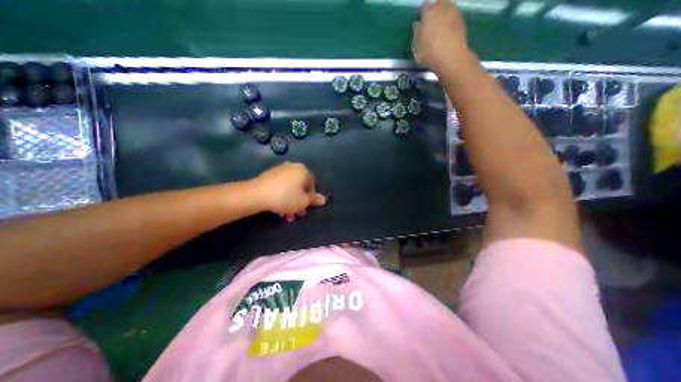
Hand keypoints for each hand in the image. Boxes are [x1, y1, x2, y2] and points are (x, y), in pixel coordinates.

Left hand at [250, 160, 326, 220]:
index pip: (313, 184)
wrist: (257, 194)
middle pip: (301, 187)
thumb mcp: (303, 202)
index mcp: (303, 171)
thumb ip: (314, 200)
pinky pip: (281, 186)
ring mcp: (280, 169)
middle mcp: (293, 167)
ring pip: (290, 188)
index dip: (311, 197)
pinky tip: (278, 207)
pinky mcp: (270, 174)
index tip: (307, 207)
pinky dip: (282, 196)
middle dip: (300, 202)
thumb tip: (323, 199)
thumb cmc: (285, 197)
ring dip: (291, 202)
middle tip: (297, 214)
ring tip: (287, 215)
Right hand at [412, 0, 470, 71]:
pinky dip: (451, 22)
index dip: (422, 14)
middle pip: (438, 2)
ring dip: (444, 14)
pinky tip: (448, 33)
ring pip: (448, 7)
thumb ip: (416, 34)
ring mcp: (453, 12)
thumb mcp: (416, 47)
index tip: (421, 22)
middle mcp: (441, 8)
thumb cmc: (429, 53)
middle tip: (432, 22)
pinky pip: (455, 16)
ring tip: (441, 28)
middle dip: (435, 9)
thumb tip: (418, 26)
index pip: (424, 6)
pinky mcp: (462, 19)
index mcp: (428, 14)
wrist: (449, 56)